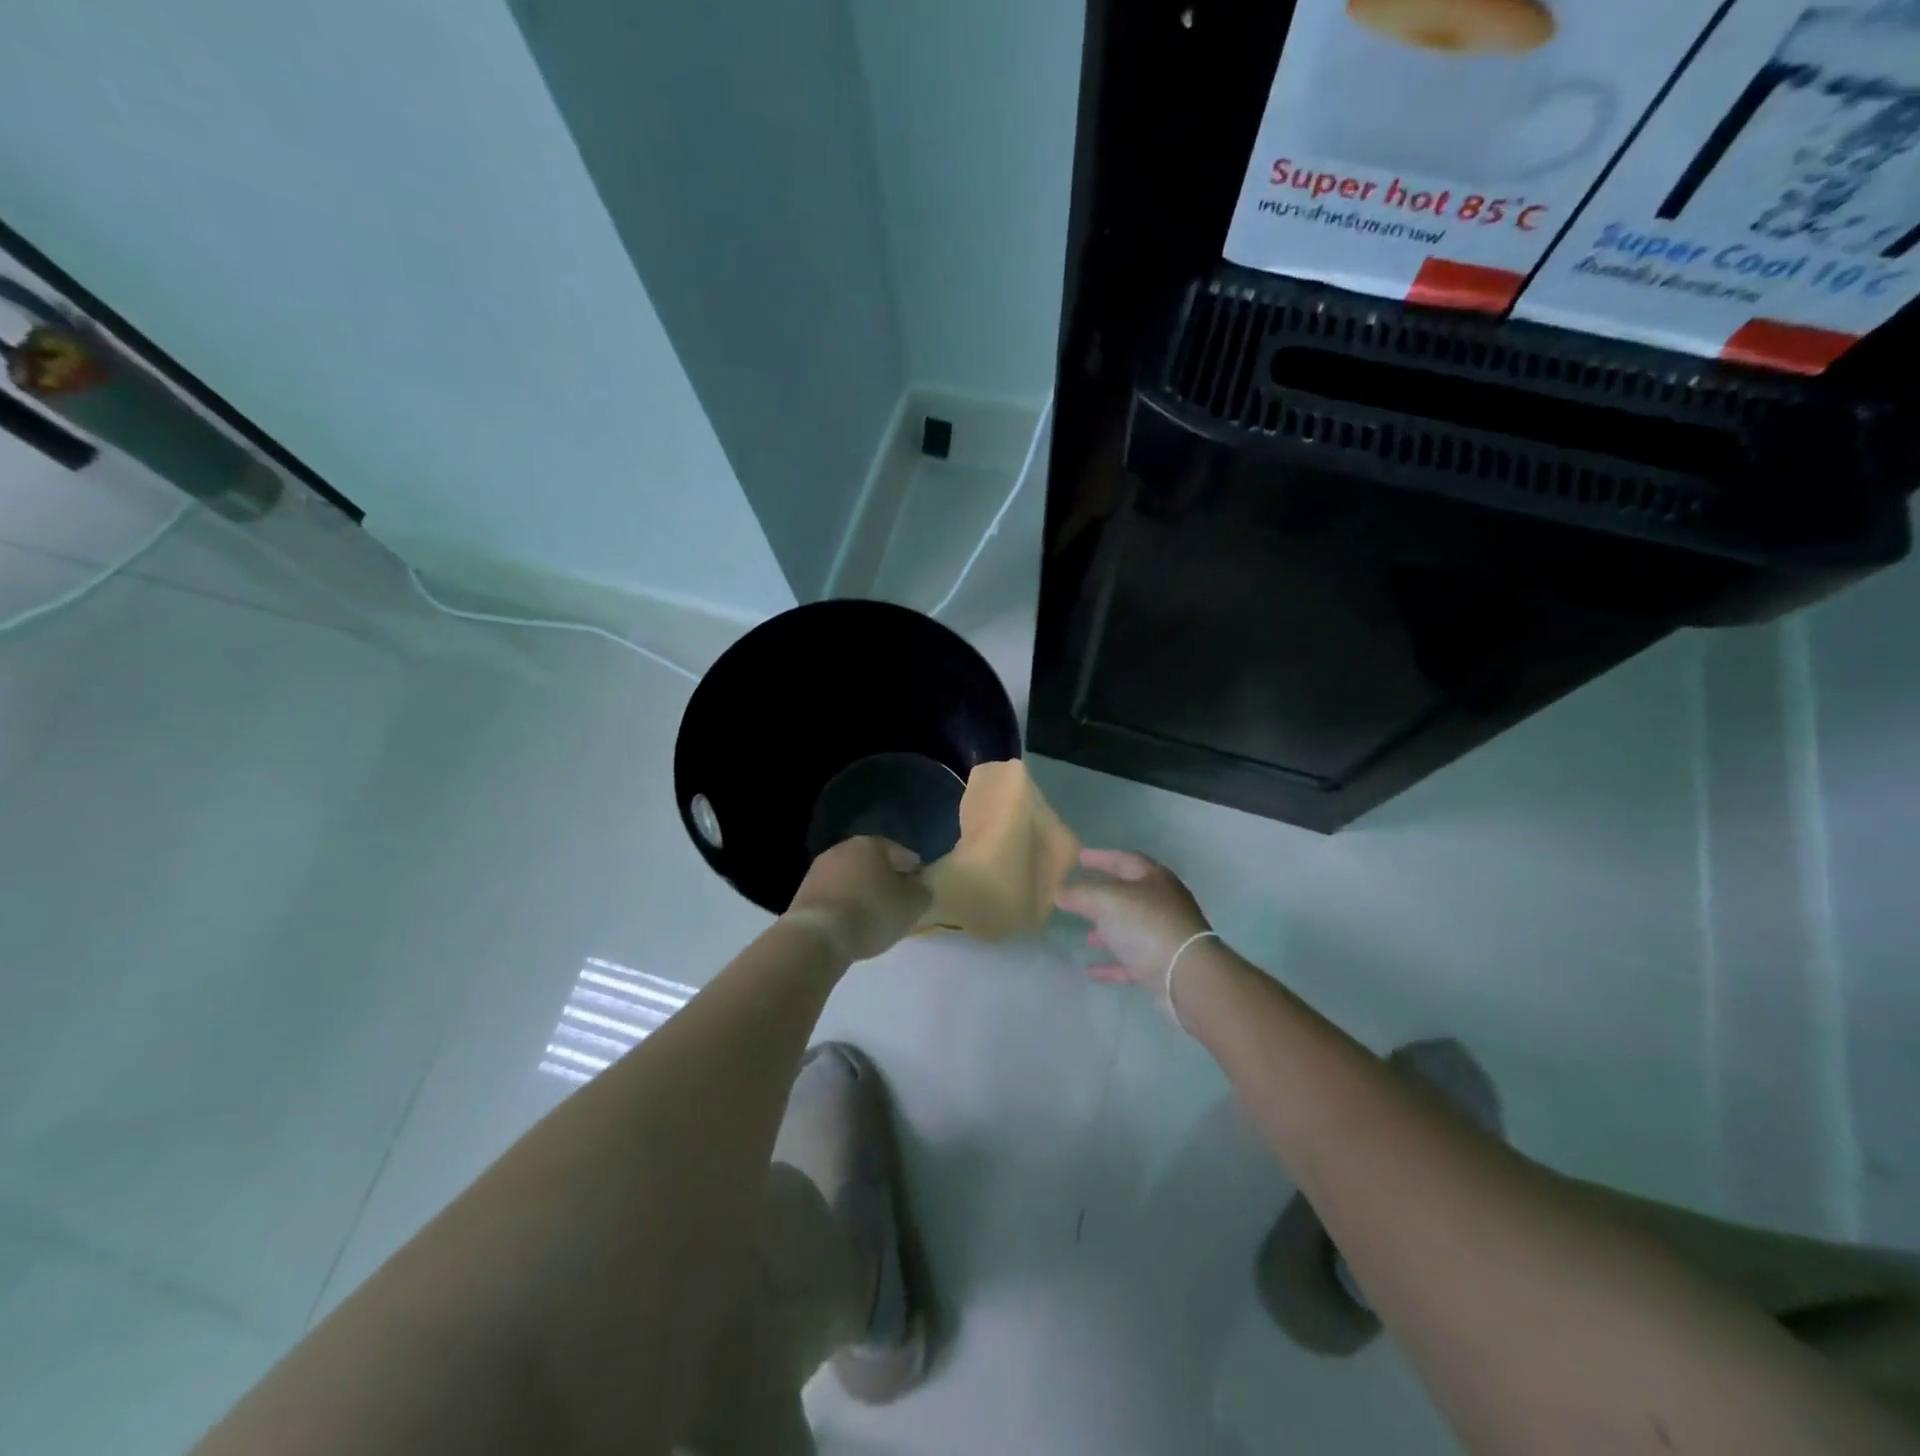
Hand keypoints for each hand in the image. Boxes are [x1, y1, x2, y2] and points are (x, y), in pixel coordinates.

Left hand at [784, 836, 931, 963]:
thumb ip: (922, 891)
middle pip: (873, 863)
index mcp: (872, 844)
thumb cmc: (872, 913)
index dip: (914, 871)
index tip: (920, 889)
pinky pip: (834, 895)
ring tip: (873, 915)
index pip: (902, 853)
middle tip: (897, 901)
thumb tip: (919, 886)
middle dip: (886, 879)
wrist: (817, 935)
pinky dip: (845, 904)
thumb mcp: (913, 905)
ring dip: (863, 891)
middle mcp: (843, 848)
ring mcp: (819, 869)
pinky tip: (851, 922)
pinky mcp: (803, 892)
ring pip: (851, 878)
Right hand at [1054, 848, 1211, 990]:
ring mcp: (1165, 936)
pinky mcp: (1162, 966)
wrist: (1187, 976)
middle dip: (1102, 895)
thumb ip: (1080, 894)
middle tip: (1077, 895)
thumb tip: (1058, 891)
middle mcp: (1163, 903)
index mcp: (1154, 879)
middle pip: (1129, 894)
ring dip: (1108, 930)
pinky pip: (1131, 961)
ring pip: (1131, 928)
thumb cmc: (1148, 925)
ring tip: (1085, 934)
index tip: (1078, 857)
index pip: (1125, 859)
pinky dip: (1111, 963)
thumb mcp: (1107, 901)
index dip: (1101, 857)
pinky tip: (1091, 970)